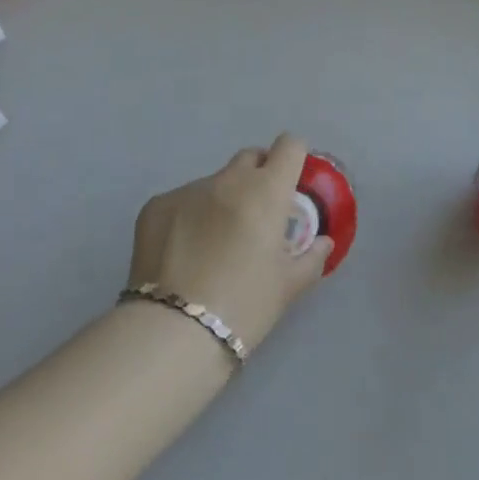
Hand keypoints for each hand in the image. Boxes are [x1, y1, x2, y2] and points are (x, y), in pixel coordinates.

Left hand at [128, 133, 332, 350]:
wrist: (173, 333)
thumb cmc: (244, 307)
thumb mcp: (288, 286)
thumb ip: (311, 257)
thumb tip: (322, 241)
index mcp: (265, 191)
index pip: (289, 146)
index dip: (294, 158)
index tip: (292, 180)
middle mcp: (227, 180)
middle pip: (250, 158)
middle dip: (258, 176)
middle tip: (257, 214)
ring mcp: (187, 189)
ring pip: (213, 183)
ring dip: (221, 201)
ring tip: (213, 245)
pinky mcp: (156, 205)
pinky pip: (181, 202)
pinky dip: (188, 218)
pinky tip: (183, 255)